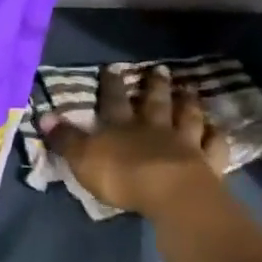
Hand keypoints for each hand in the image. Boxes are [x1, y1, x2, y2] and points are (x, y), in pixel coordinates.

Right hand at [41, 63, 229, 219]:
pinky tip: (217, 129)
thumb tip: (44, 115)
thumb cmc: (122, 176)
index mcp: (122, 127)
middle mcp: (154, 128)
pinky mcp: (208, 162)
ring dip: (187, 102)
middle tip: (160, 69)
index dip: (112, 85)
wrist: (170, 194)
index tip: (112, 68)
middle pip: (155, 103)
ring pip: (186, 117)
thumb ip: (65, 139)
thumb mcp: (83, 158)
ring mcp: (185, 143)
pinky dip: (216, 135)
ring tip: (189, 88)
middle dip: (155, 85)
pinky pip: (214, 145)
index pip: (114, 101)